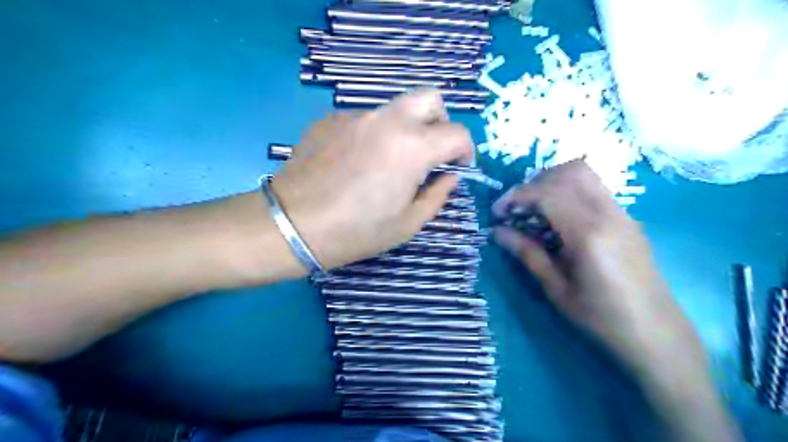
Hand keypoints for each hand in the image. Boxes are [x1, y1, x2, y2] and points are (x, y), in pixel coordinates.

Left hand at [274, 87, 472, 268]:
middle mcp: (387, 120)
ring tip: (387, 163)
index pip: (457, 132)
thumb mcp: (408, 223)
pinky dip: (372, 136)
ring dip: (404, 130)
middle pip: (430, 98)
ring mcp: (355, 116)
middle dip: (440, 122)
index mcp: (412, 147)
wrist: (292, 225)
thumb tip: (449, 176)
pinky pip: (363, 121)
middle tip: (431, 151)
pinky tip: (355, 164)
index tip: (457, 167)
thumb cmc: (356, 231)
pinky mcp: (330, 120)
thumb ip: (437, 195)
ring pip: (394, 110)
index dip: (465, 150)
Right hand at [491, 161, 700, 373]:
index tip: (498, 213)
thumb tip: (497, 231)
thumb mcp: (557, 290)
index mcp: (588, 234)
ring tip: (535, 209)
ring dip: (553, 182)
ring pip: (585, 174)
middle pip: (569, 172)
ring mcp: (622, 214)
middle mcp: (609, 214)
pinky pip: (595, 189)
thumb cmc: (602, 319)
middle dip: (534, 183)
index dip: (516, 196)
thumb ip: (527, 254)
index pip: (547, 193)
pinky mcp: (627, 219)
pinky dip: (569, 191)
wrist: (658, 336)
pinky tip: (558, 219)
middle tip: (517, 208)